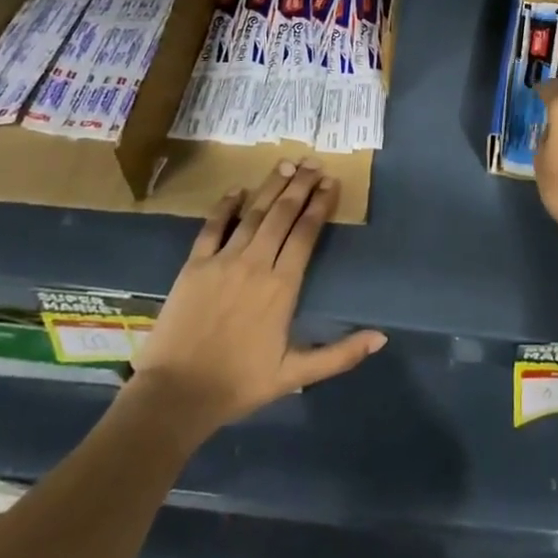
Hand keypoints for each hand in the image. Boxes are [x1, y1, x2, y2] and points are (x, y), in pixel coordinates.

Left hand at [126, 160, 385, 443]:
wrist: (176, 395)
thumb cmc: (240, 384)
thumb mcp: (296, 374)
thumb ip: (340, 354)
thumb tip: (381, 338)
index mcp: (282, 286)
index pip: (306, 232)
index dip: (320, 204)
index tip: (331, 183)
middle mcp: (256, 263)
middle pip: (282, 214)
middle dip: (300, 185)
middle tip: (314, 162)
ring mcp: (223, 260)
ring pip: (253, 213)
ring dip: (271, 187)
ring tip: (286, 164)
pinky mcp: (194, 265)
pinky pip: (212, 226)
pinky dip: (226, 206)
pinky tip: (237, 189)